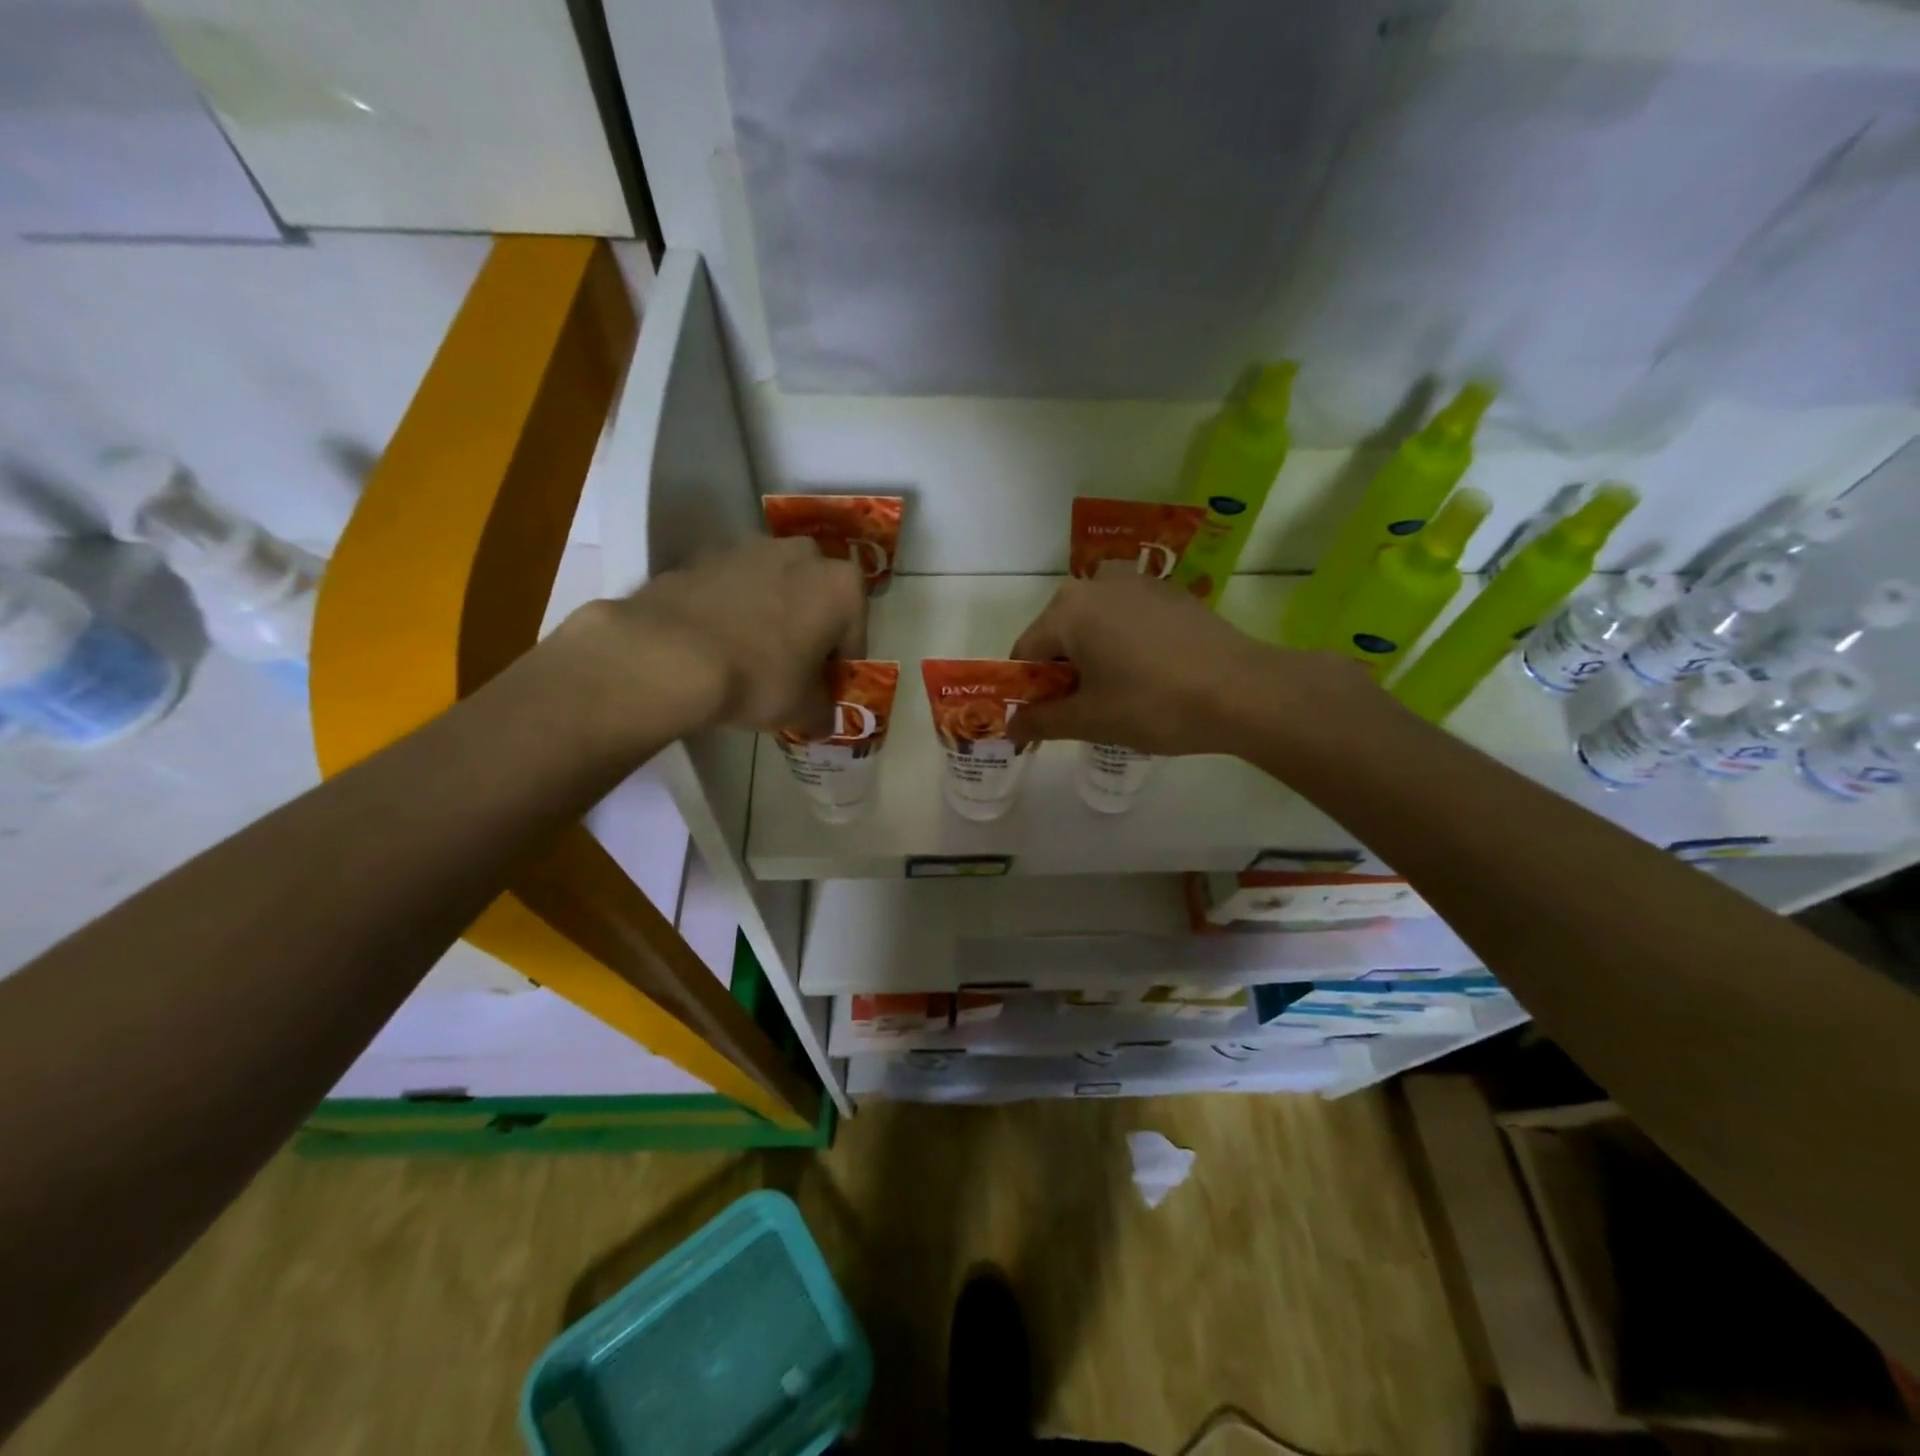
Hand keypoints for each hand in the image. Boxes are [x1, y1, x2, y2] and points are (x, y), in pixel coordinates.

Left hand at [564, 536, 866, 738]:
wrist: (669, 654)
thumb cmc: (758, 678)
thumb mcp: (803, 709)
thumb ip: (823, 711)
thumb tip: (824, 718)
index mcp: (843, 586)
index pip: (855, 635)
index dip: (840, 668)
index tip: (824, 691)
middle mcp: (804, 554)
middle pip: (817, 599)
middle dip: (810, 630)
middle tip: (791, 670)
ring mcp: (751, 547)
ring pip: (776, 587)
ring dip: (772, 615)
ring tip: (751, 656)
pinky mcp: (705, 554)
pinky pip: (734, 587)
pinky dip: (734, 609)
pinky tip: (718, 643)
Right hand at [1006, 575, 1368, 756]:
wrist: (1244, 691)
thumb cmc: (1154, 705)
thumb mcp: (1090, 720)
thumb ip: (1040, 721)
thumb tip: (1009, 727)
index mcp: (1067, 609)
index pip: (1025, 653)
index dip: (1027, 692)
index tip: (1042, 722)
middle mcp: (1096, 583)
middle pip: (1059, 635)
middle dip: (1061, 674)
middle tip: (1083, 713)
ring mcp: (1138, 582)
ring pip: (1094, 626)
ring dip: (1092, 659)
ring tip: (1118, 696)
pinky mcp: (1170, 593)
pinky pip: (1127, 619)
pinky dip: (1123, 645)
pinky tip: (1148, 676)